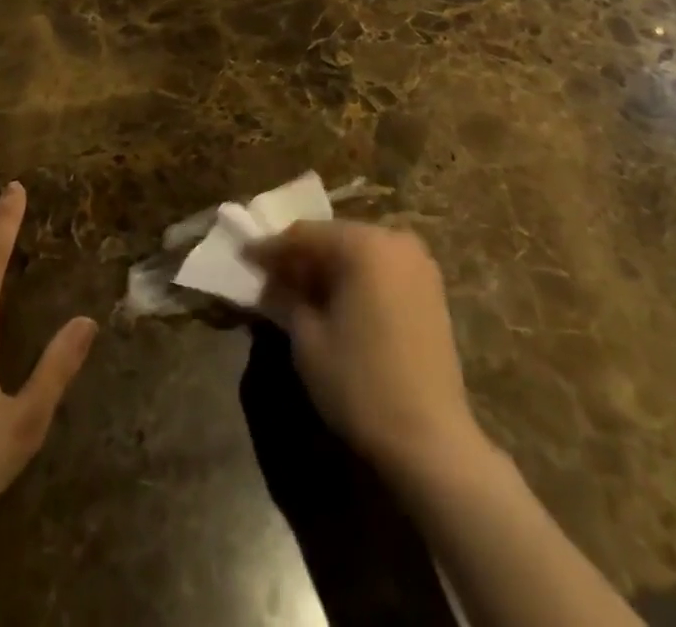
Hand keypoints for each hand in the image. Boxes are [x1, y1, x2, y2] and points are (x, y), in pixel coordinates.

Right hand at [246, 220, 481, 477]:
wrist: (431, 441)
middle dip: (301, 257)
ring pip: (358, 253)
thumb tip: (270, 282)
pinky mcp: (430, 290)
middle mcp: (395, 240)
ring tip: (297, 290)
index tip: (244, 257)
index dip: (271, 248)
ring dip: (327, 268)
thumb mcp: (308, 339)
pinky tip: (335, 302)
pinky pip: (381, 270)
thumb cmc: (361, 384)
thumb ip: (285, 298)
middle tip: (269, 275)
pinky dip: (355, 279)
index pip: (305, 234)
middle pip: (334, 238)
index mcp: (364, 244)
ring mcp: (419, 264)